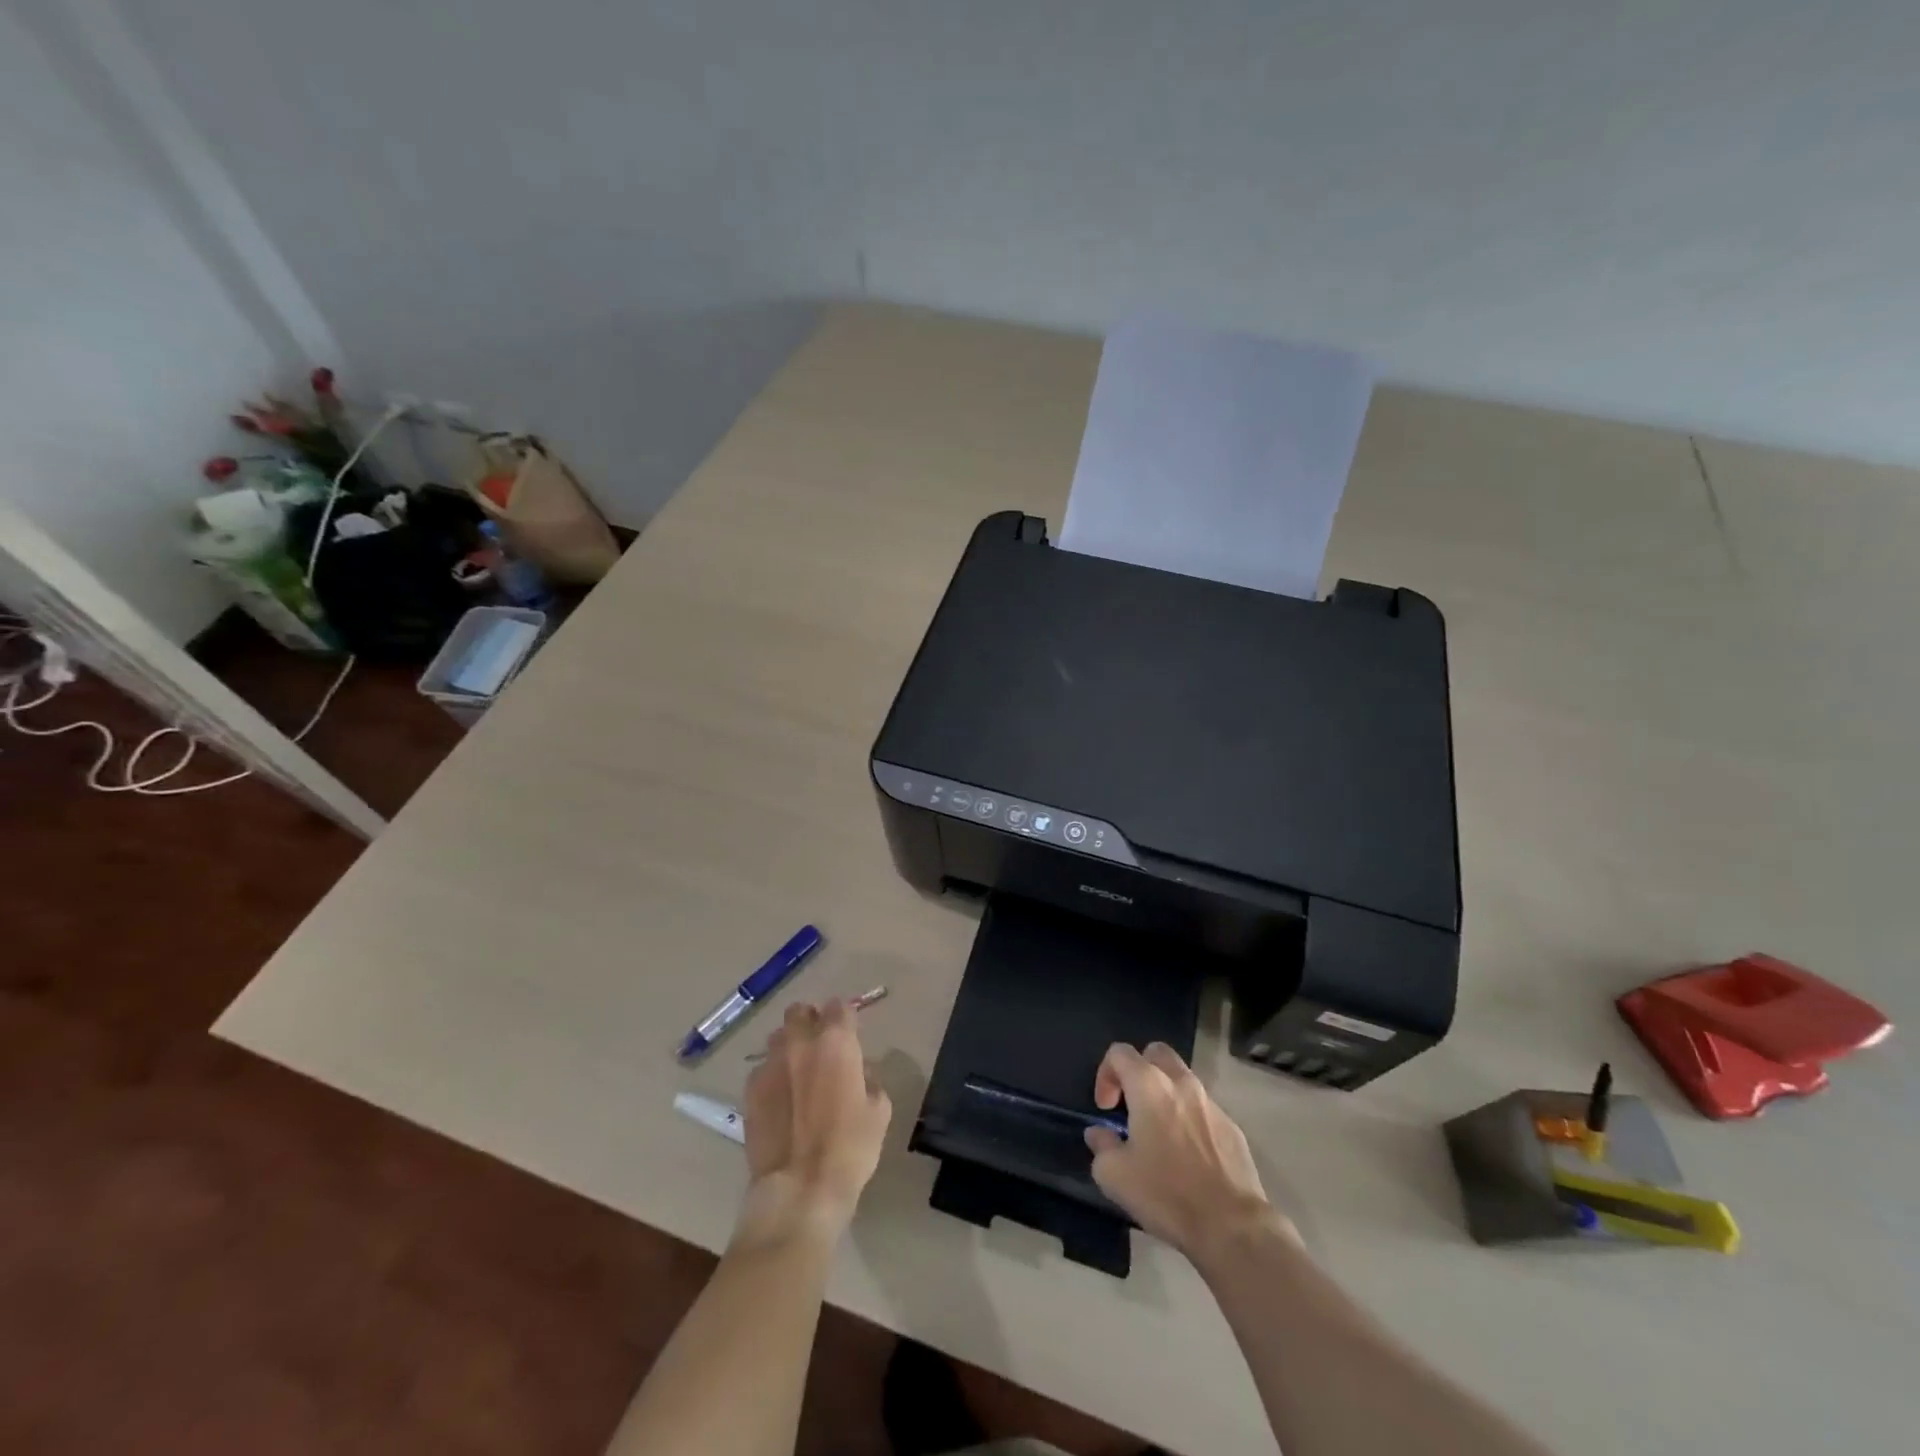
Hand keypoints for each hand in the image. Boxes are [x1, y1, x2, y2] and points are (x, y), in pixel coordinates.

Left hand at [737, 1000, 891, 1247]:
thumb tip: (858, 1072)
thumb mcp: (878, 1110)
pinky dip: (773, 1076)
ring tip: (797, 1071)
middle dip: (810, 1020)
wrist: (800, 1189)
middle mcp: (799, 1043)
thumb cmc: (850, 1148)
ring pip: (777, 1037)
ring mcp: (769, 1064)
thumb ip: (868, 1079)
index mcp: (836, 1042)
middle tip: (820, 1045)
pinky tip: (781, 1100)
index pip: (839, 1006)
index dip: (845, 1016)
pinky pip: (762, 1069)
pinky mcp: (749, 1090)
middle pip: (800, 1011)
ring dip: (789, 1045)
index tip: (849, 1032)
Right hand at [1085, 1042, 1290, 1263]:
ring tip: (1160, 1133)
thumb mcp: (1114, 1175)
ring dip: (1166, 1095)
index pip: (1119, 1052)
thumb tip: (1099, 1134)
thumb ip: (1101, 1145)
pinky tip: (1188, 1156)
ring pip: (1183, 1080)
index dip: (1105, 1074)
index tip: (1106, 1109)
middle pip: (1156, 1053)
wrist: (1231, 1225)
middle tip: (1132, 1105)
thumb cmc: (1166, 1193)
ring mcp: (1211, 1103)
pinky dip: (1190, 1120)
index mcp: (1149, 1085)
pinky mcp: (1233, 1127)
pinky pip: (1204, 1110)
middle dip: (1139, 1071)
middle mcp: (1181, 1083)